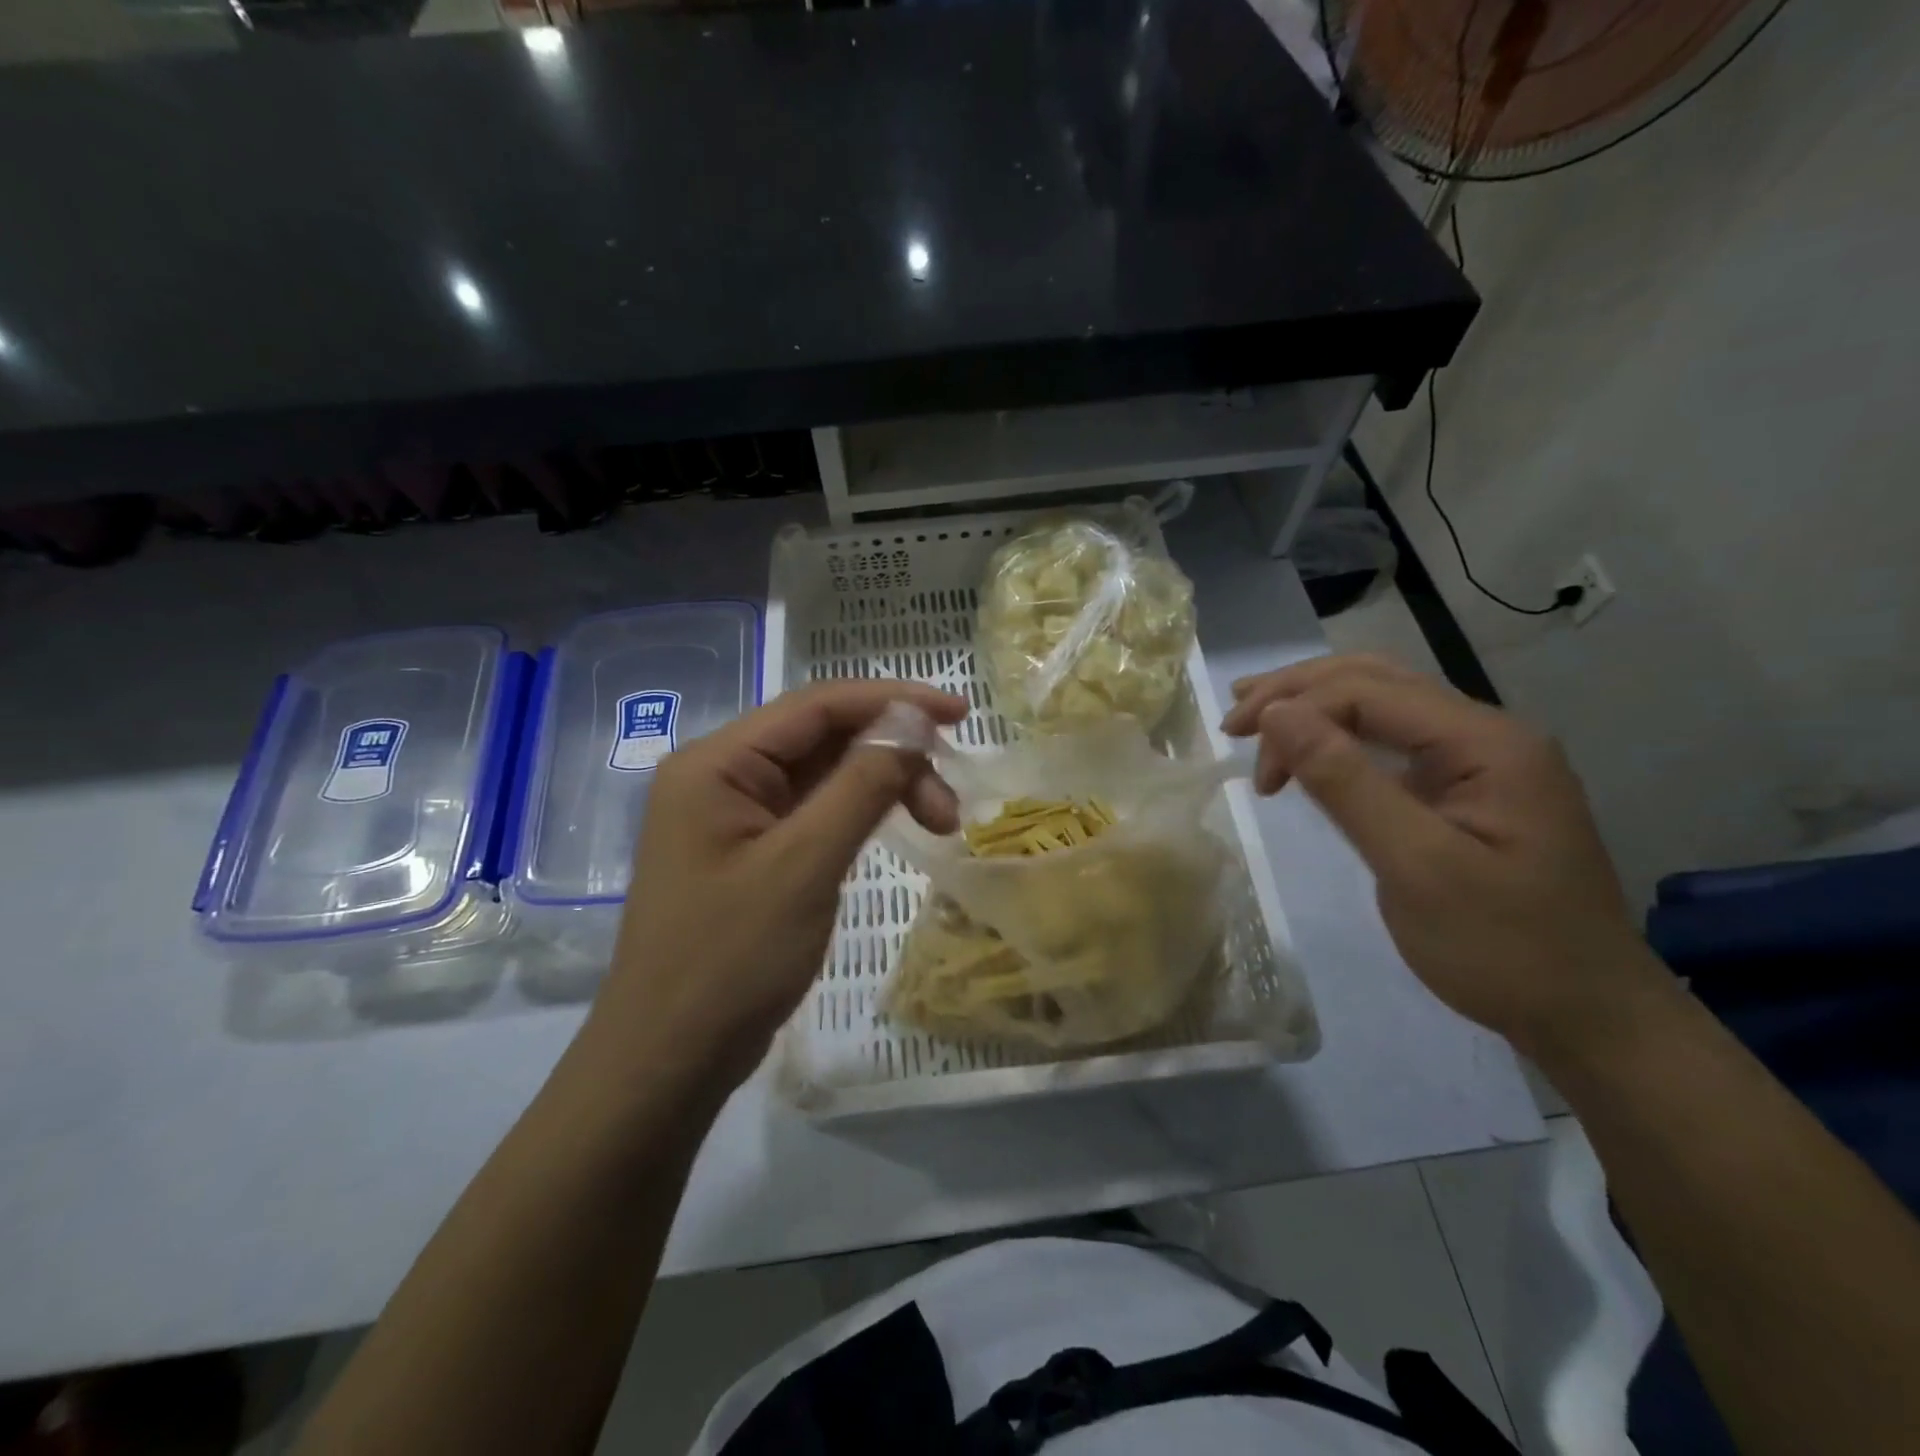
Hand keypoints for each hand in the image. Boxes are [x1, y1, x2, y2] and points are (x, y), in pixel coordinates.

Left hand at [589, 681, 967, 1092]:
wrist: (669, 1059)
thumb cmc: (731, 960)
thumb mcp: (805, 866)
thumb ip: (862, 785)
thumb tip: (912, 724)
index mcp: (718, 763)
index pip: (817, 705)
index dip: (893, 700)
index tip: (958, 713)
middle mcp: (722, 775)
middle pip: (823, 738)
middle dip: (894, 755)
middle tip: (949, 802)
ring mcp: (734, 815)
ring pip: (824, 775)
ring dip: (883, 786)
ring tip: (940, 823)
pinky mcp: (750, 851)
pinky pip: (814, 811)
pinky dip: (859, 814)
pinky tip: (895, 827)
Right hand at [1222, 655, 1677, 1062]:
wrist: (1591, 1016)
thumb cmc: (1503, 947)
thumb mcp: (1415, 866)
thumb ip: (1345, 782)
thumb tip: (1276, 713)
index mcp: (1486, 742)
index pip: (1368, 691)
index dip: (1295, 709)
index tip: (1245, 758)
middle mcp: (1487, 733)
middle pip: (1376, 681)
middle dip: (1298, 692)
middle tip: (1233, 721)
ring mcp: (1481, 759)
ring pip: (1383, 703)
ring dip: (1316, 706)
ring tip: (1256, 718)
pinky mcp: (1466, 787)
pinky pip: (1394, 740)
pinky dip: (1340, 736)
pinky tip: (1310, 748)